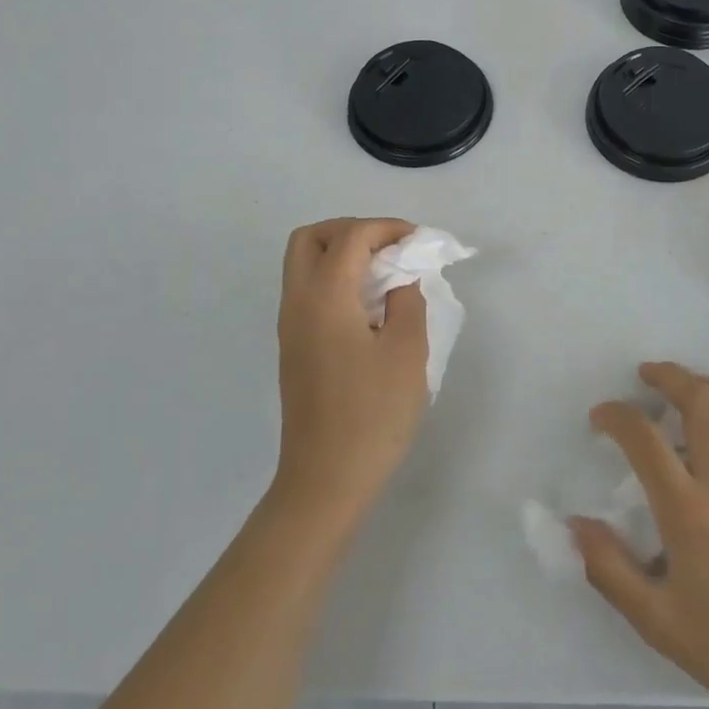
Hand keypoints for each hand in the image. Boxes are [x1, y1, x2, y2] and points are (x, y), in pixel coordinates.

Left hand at [271, 218, 428, 527]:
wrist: (326, 479)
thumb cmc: (372, 414)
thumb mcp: (407, 352)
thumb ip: (407, 301)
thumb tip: (400, 280)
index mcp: (324, 296)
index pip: (350, 236)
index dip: (386, 228)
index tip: (418, 242)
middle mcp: (297, 302)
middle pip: (310, 239)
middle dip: (351, 230)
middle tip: (389, 248)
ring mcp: (290, 327)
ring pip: (304, 265)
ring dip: (342, 254)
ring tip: (385, 275)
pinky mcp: (293, 348)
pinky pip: (308, 291)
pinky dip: (335, 280)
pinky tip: (369, 306)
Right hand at [571, 361, 708, 708]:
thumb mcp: (657, 622)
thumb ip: (610, 569)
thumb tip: (575, 524)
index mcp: (687, 510)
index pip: (643, 438)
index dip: (615, 415)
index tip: (600, 417)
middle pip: (698, 403)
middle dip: (668, 377)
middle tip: (647, 375)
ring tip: (691, 381)